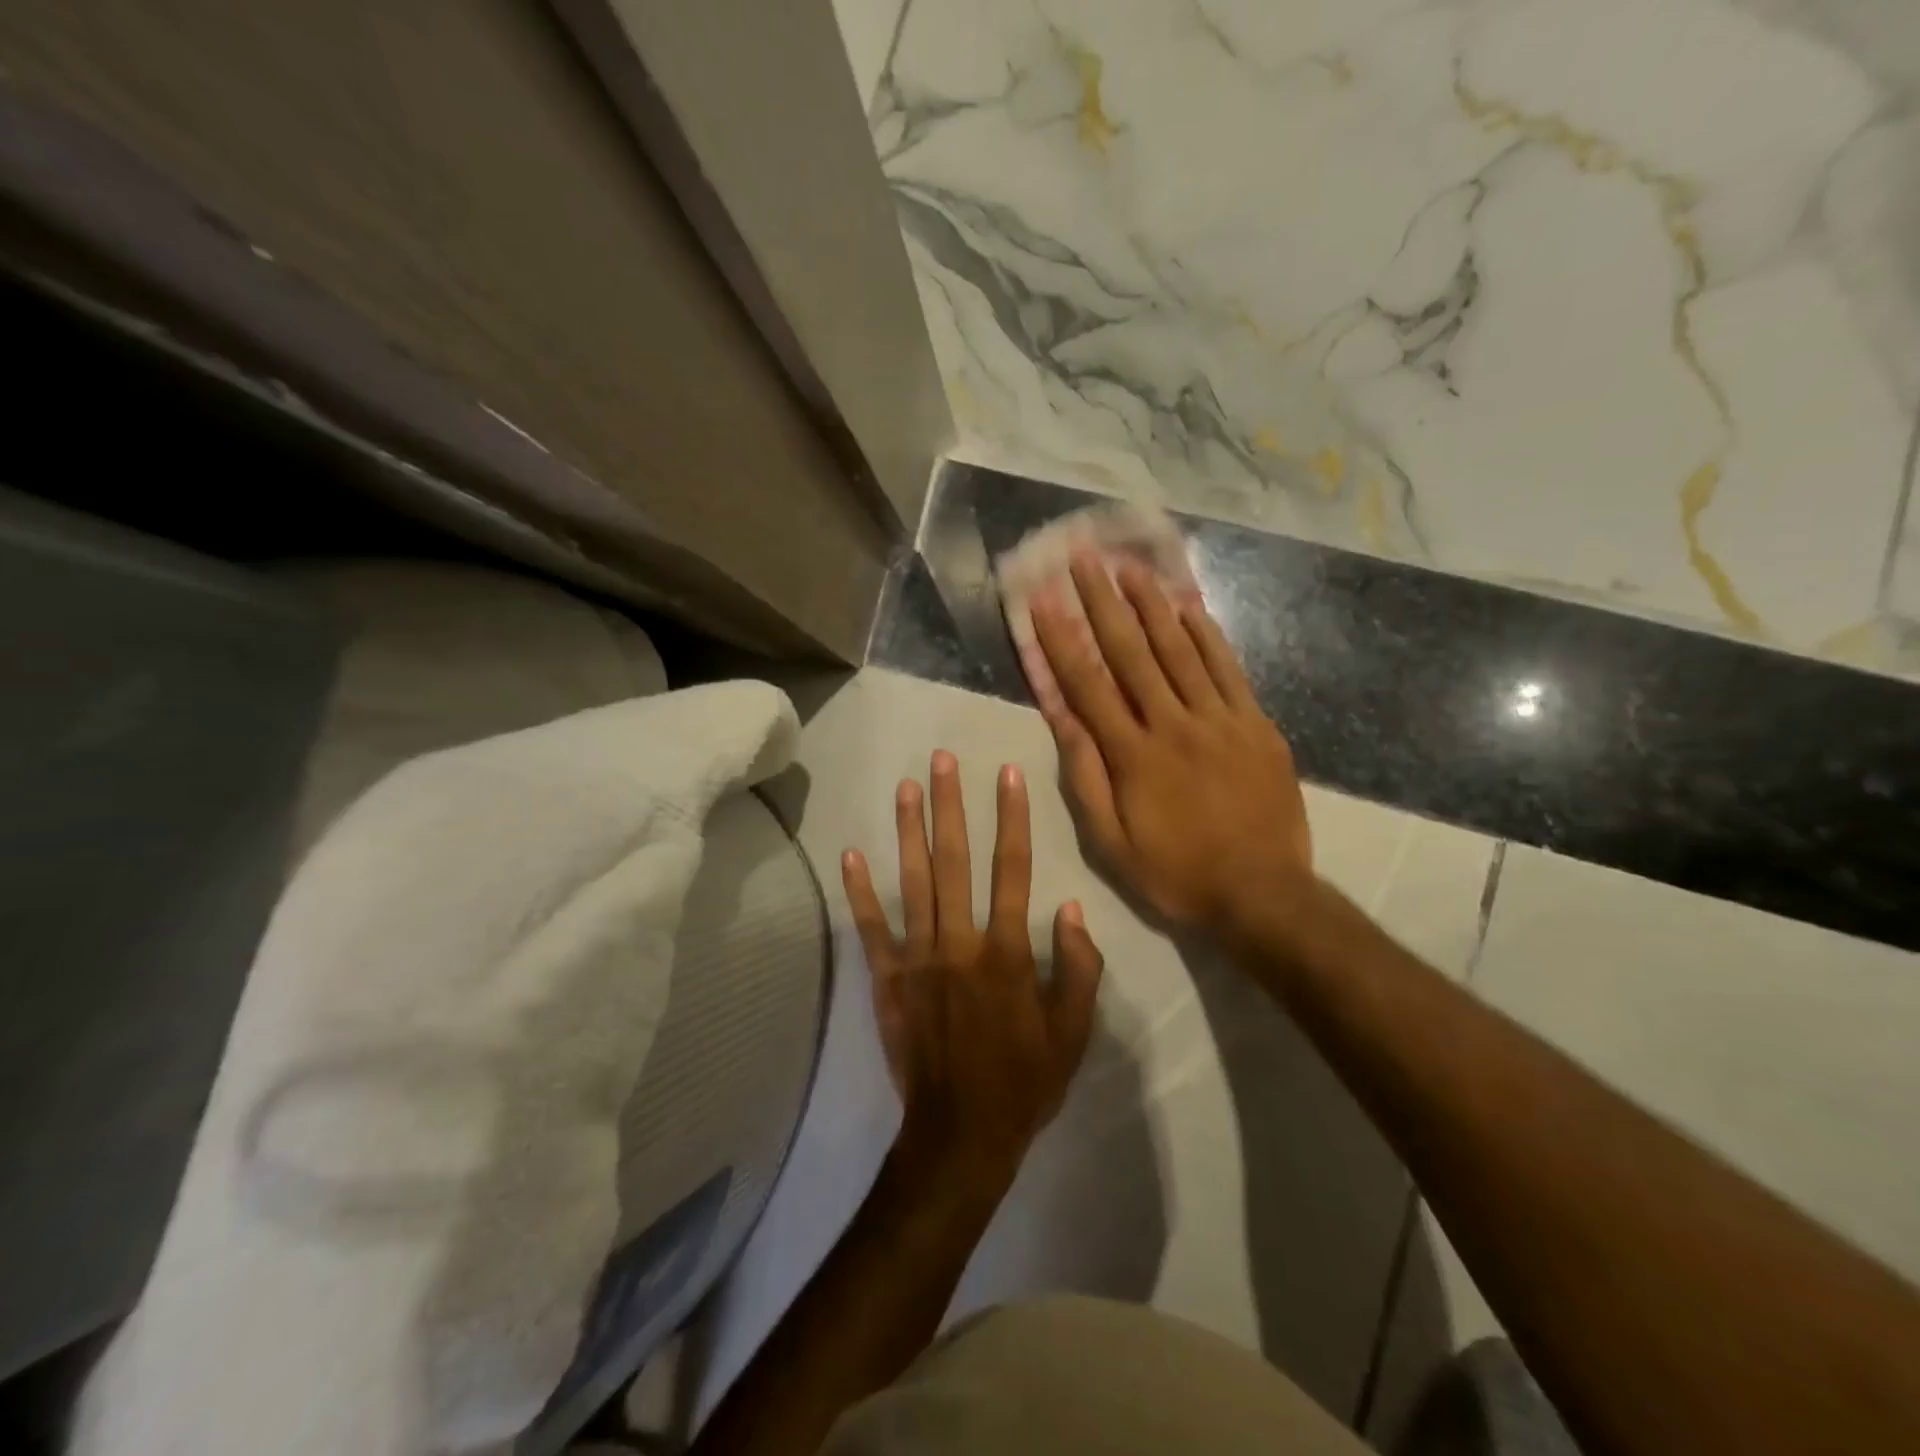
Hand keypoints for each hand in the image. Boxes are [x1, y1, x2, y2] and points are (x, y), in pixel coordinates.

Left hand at [841, 752, 1105, 1192]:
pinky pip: (871, 929)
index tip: (1006, 774)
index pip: (1013, 870)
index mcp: (1007, 953)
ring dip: (909, 831)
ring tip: (906, 786)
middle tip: (942, 760)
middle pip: (955, 861)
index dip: (1012, 818)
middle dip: (950, 806)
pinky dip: (860, 892)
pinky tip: (850, 854)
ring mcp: (918, 959)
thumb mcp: (1071, 1034)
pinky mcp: (887, 980)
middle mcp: (960, 943)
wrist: (960, 1135)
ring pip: (913, 882)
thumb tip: (1073, 911)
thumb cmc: (1023, 1083)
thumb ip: (1077, 970)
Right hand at [1030, 552, 1314, 943]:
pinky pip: (1228, 669)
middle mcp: (1174, 724)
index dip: (1061, 638)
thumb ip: (1086, 776)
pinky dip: (1207, 634)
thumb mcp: (1112, 842)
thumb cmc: (1176, 873)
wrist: (1263, 894)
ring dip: (1153, 604)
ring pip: (1181, 650)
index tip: (1043, 599)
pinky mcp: (1256, 724)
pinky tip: (1191, 605)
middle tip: (1085, 558)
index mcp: (1134, 755)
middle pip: (1133, 652)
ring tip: (1131, 567)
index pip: (1088, 684)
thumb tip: (1061, 717)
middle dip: (1103, 602)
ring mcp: (1221, 720)